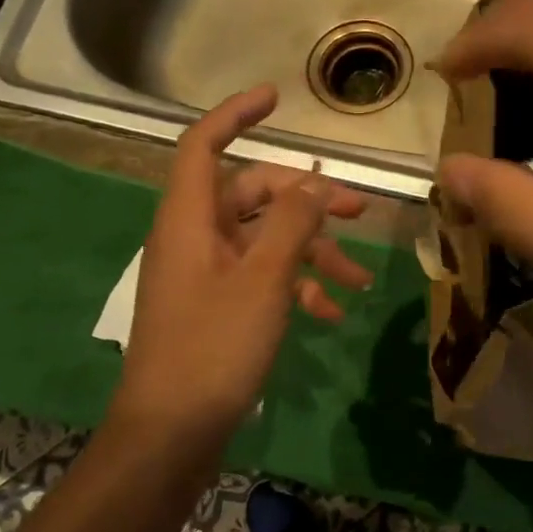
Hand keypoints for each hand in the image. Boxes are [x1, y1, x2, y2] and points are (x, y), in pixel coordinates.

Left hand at [108, 85, 371, 441]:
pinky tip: (331, 314)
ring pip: (265, 242)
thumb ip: (291, 224)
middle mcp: (195, 239)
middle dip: (307, 201)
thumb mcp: (262, 280)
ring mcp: (206, 276)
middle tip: (358, 212)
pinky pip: (262, 281)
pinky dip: (297, 289)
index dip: (235, 115)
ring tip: (360, 281)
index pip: (203, 146)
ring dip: (313, 255)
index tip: (277, 99)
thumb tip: (316, 182)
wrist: (172, 433)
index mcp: (190, 221)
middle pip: (251, 196)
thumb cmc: (213, 348)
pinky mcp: (219, 308)